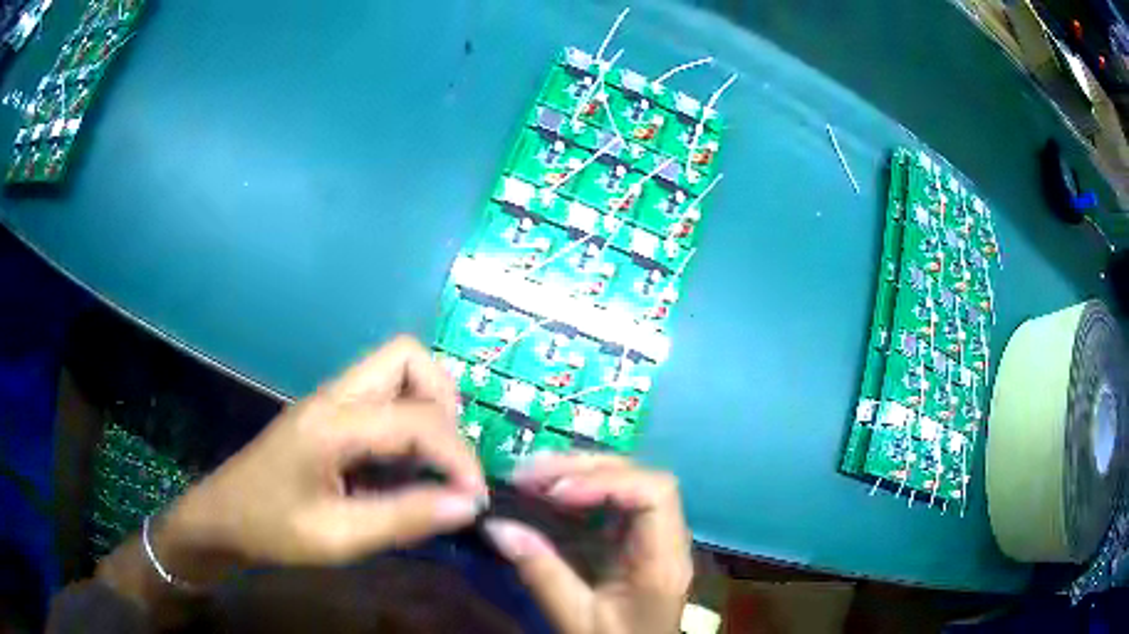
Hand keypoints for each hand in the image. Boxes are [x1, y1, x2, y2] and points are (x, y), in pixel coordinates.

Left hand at [138, 336, 487, 584]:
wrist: (222, 519)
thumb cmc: (271, 529)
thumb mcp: (337, 537)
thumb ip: (404, 518)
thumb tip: (468, 505)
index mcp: (331, 423)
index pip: (417, 418)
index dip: (459, 455)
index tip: (474, 498)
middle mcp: (333, 397)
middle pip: (405, 355)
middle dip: (443, 401)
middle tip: (451, 459)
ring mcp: (329, 401)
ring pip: (396, 368)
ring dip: (428, 406)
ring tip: (435, 460)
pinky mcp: (329, 415)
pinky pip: (384, 396)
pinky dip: (409, 420)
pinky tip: (406, 464)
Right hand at [484, 454, 691, 633]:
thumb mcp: (576, 618)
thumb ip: (541, 573)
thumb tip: (497, 526)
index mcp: (662, 561)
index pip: (655, 494)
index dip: (607, 482)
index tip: (556, 492)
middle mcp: (667, 539)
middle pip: (640, 478)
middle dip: (584, 469)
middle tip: (529, 474)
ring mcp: (655, 536)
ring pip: (628, 483)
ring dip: (580, 473)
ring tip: (532, 476)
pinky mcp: (637, 540)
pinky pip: (614, 502)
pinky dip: (580, 491)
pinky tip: (549, 493)